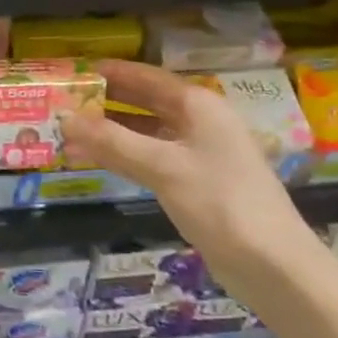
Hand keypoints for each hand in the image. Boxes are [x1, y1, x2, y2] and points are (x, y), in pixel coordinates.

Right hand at [62, 60, 319, 297]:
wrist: (274, 266)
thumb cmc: (220, 203)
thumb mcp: (162, 167)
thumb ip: (111, 141)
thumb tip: (64, 118)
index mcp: (197, 105)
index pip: (144, 76)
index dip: (108, 72)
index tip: (72, 71)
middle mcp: (199, 121)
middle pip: (144, 101)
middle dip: (105, 101)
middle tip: (63, 100)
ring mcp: (198, 152)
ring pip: (144, 131)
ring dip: (109, 130)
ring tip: (68, 130)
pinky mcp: (195, 180)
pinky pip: (150, 156)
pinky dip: (122, 154)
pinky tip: (94, 158)